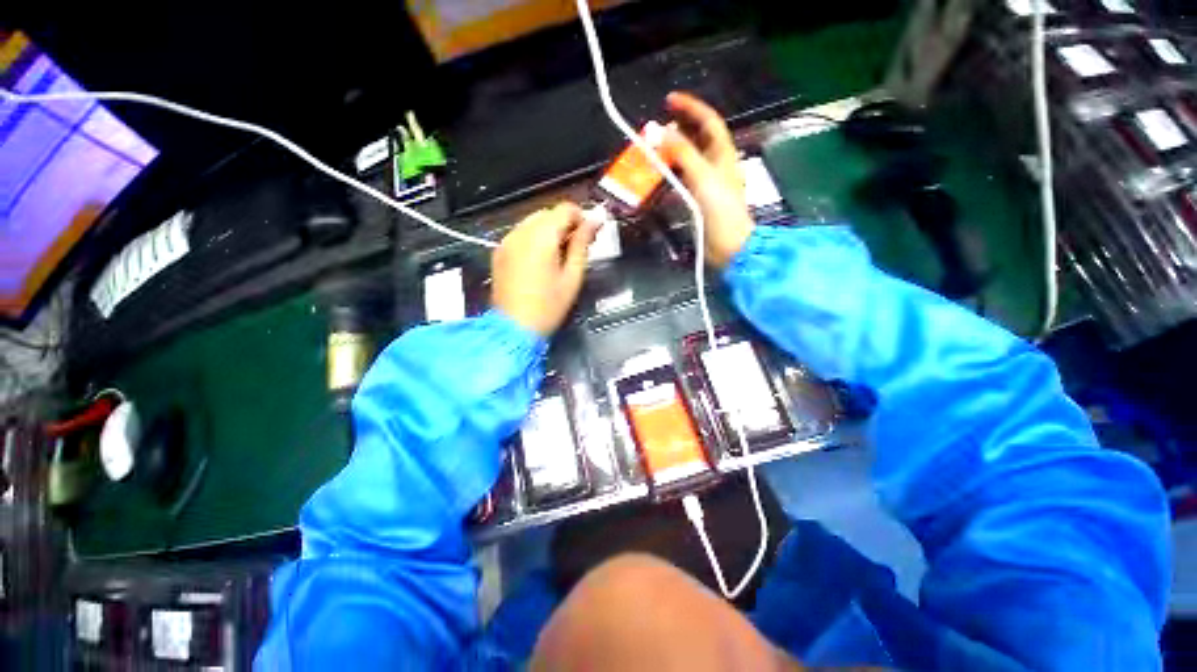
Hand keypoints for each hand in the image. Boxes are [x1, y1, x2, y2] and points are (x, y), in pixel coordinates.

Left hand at [492, 202, 598, 335]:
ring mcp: (507, 241)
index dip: (582, 217)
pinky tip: (541, 260)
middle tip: (577, 246)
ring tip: (559, 254)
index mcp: (542, 237)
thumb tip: (595, 221)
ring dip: (549, 230)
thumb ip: (583, 244)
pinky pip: (520, 234)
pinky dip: (534, 238)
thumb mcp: (573, 277)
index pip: (565, 209)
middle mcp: (521, 232)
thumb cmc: (549, 306)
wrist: (513, 328)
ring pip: (533, 222)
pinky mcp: (499, 251)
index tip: (590, 234)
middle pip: (548, 213)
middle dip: (565, 224)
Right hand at [662, 92, 754, 268]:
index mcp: (722, 153)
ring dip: (671, 153)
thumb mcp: (702, 176)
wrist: (728, 245)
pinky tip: (658, 176)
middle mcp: (715, 164)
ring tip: (652, 149)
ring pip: (687, 160)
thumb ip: (682, 153)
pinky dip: (670, 174)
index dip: (690, 107)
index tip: (669, 100)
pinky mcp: (698, 200)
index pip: (708, 121)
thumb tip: (659, 131)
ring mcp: (707, 183)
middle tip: (655, 129)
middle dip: (677, 129)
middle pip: (696, 139)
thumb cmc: (720, 209)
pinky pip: (682, 180)